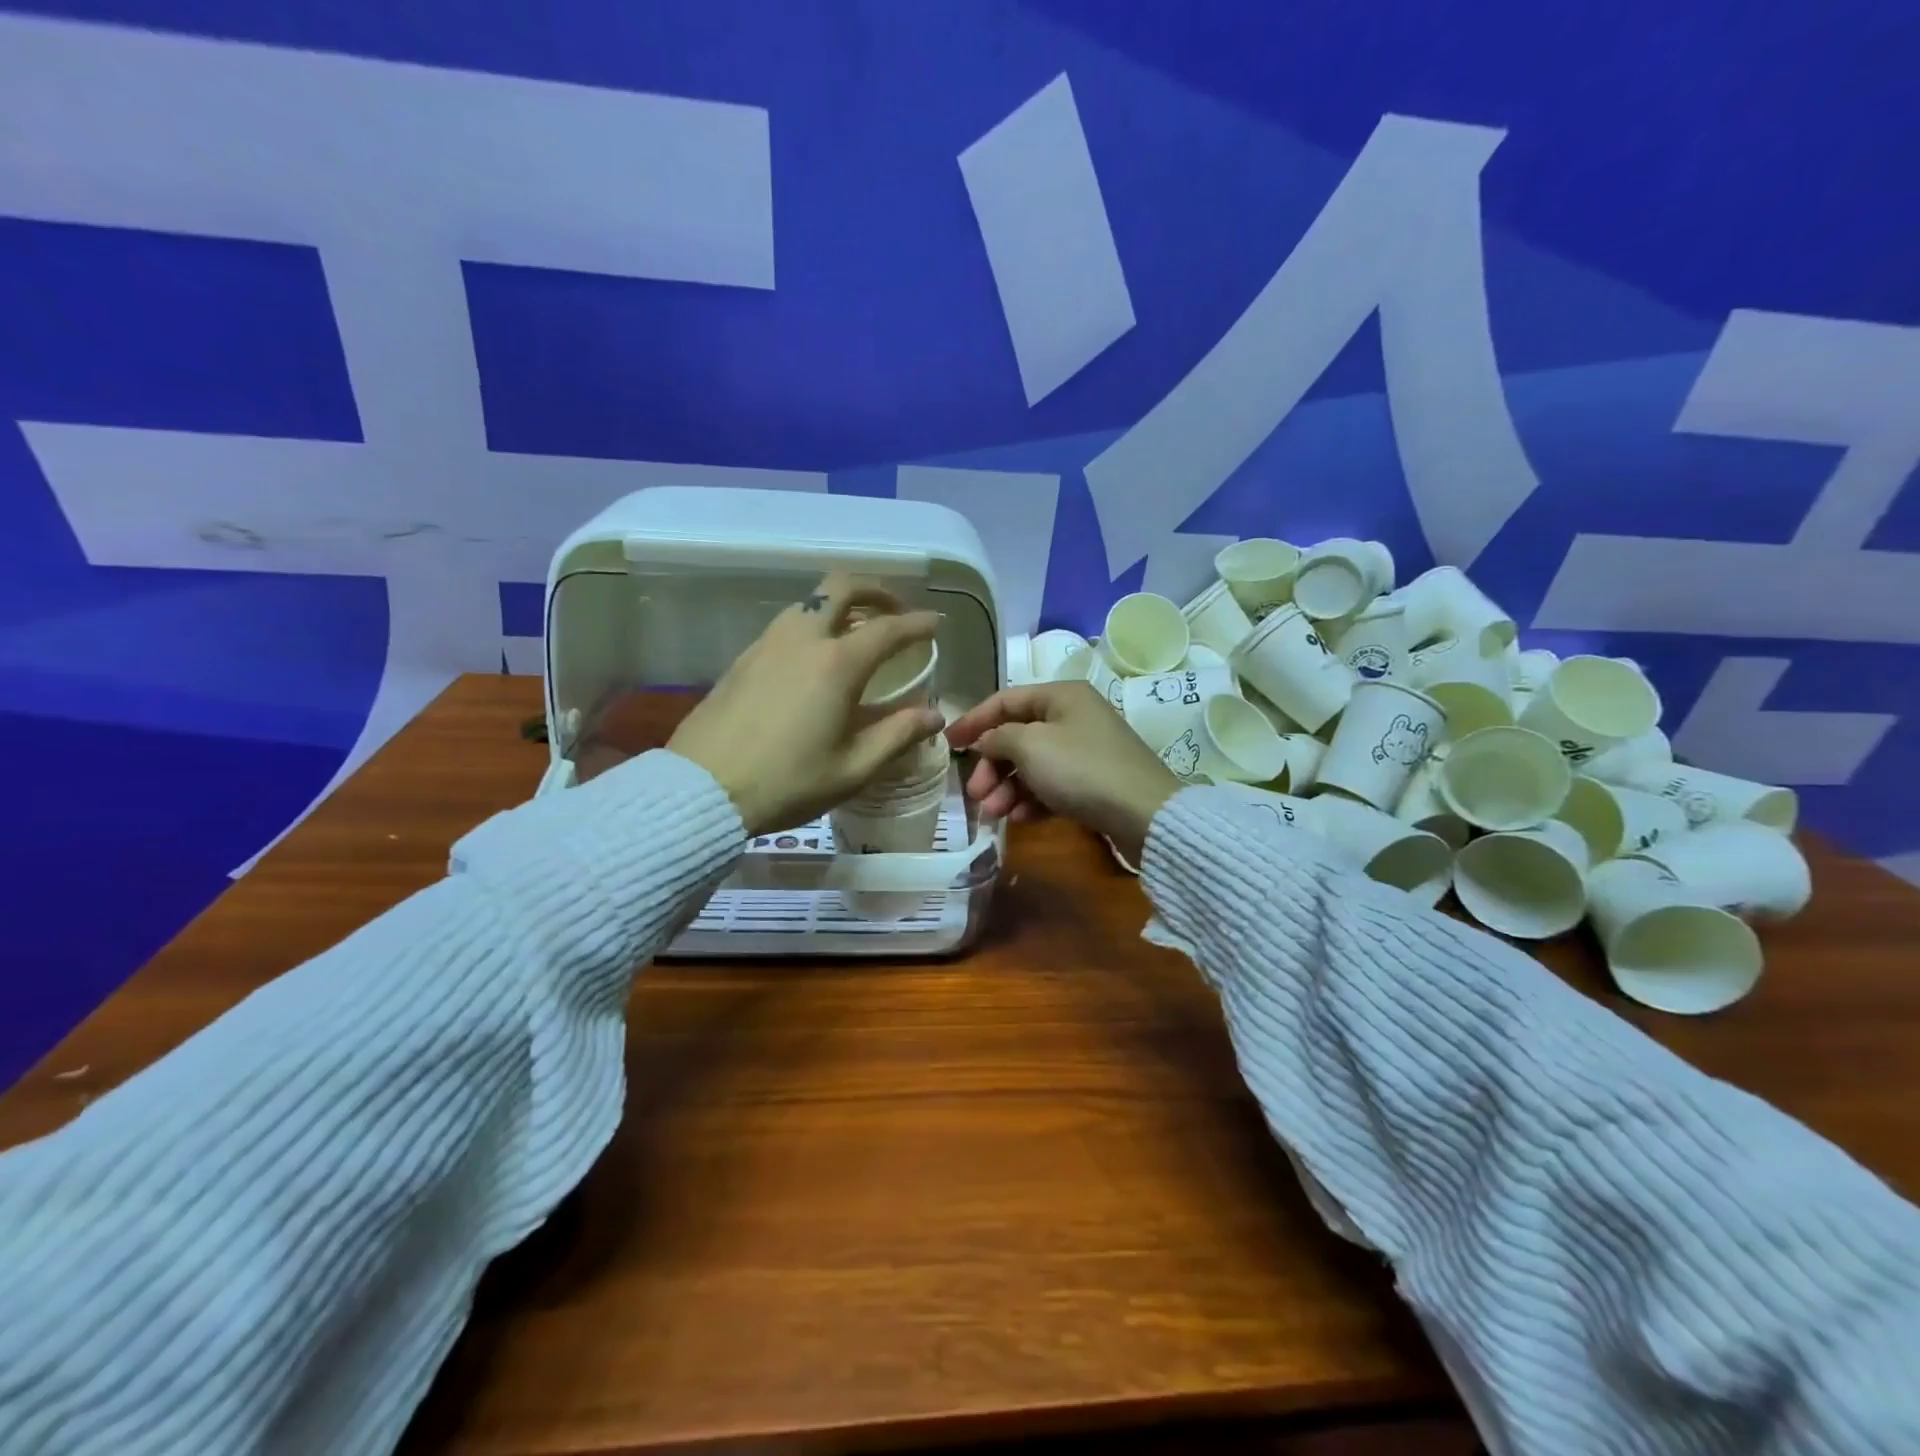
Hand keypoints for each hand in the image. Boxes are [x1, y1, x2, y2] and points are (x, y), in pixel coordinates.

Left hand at [668, 575, 944, 835]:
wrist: (703, 789)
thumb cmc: (788, 783)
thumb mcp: (853, 768)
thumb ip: (898, 735)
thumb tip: (933, 715)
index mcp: (837, 664)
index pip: (888, 629)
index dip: (917, 623)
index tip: (935, 624)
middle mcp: (803, 639)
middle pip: (842, 586)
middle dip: (875, 591)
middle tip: (893, 612)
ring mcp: (767, 644)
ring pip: (810, 601)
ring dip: (841, 605)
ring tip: (857, 634)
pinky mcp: (743, 658)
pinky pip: (788, 624)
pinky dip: (814, 624)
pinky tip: (816, 659)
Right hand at [944, 681, 1178, 862]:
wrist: (1144, 814)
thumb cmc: (1081, 769)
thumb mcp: (1030, 746)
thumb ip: (998, 737)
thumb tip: (985, 740)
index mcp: (1060, 696)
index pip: (1005, 700)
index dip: (973, 720)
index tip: (948, 745)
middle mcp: (1073, 717)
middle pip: (1017, 736)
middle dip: (992, 765)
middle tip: (975, 793)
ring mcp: (1085, 751)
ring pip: (1032, 765)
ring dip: (1007, 787)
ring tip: (993, 812)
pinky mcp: (1092, 783)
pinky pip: (1051, 786)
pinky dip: (1032, 800)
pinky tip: (1020, 819)